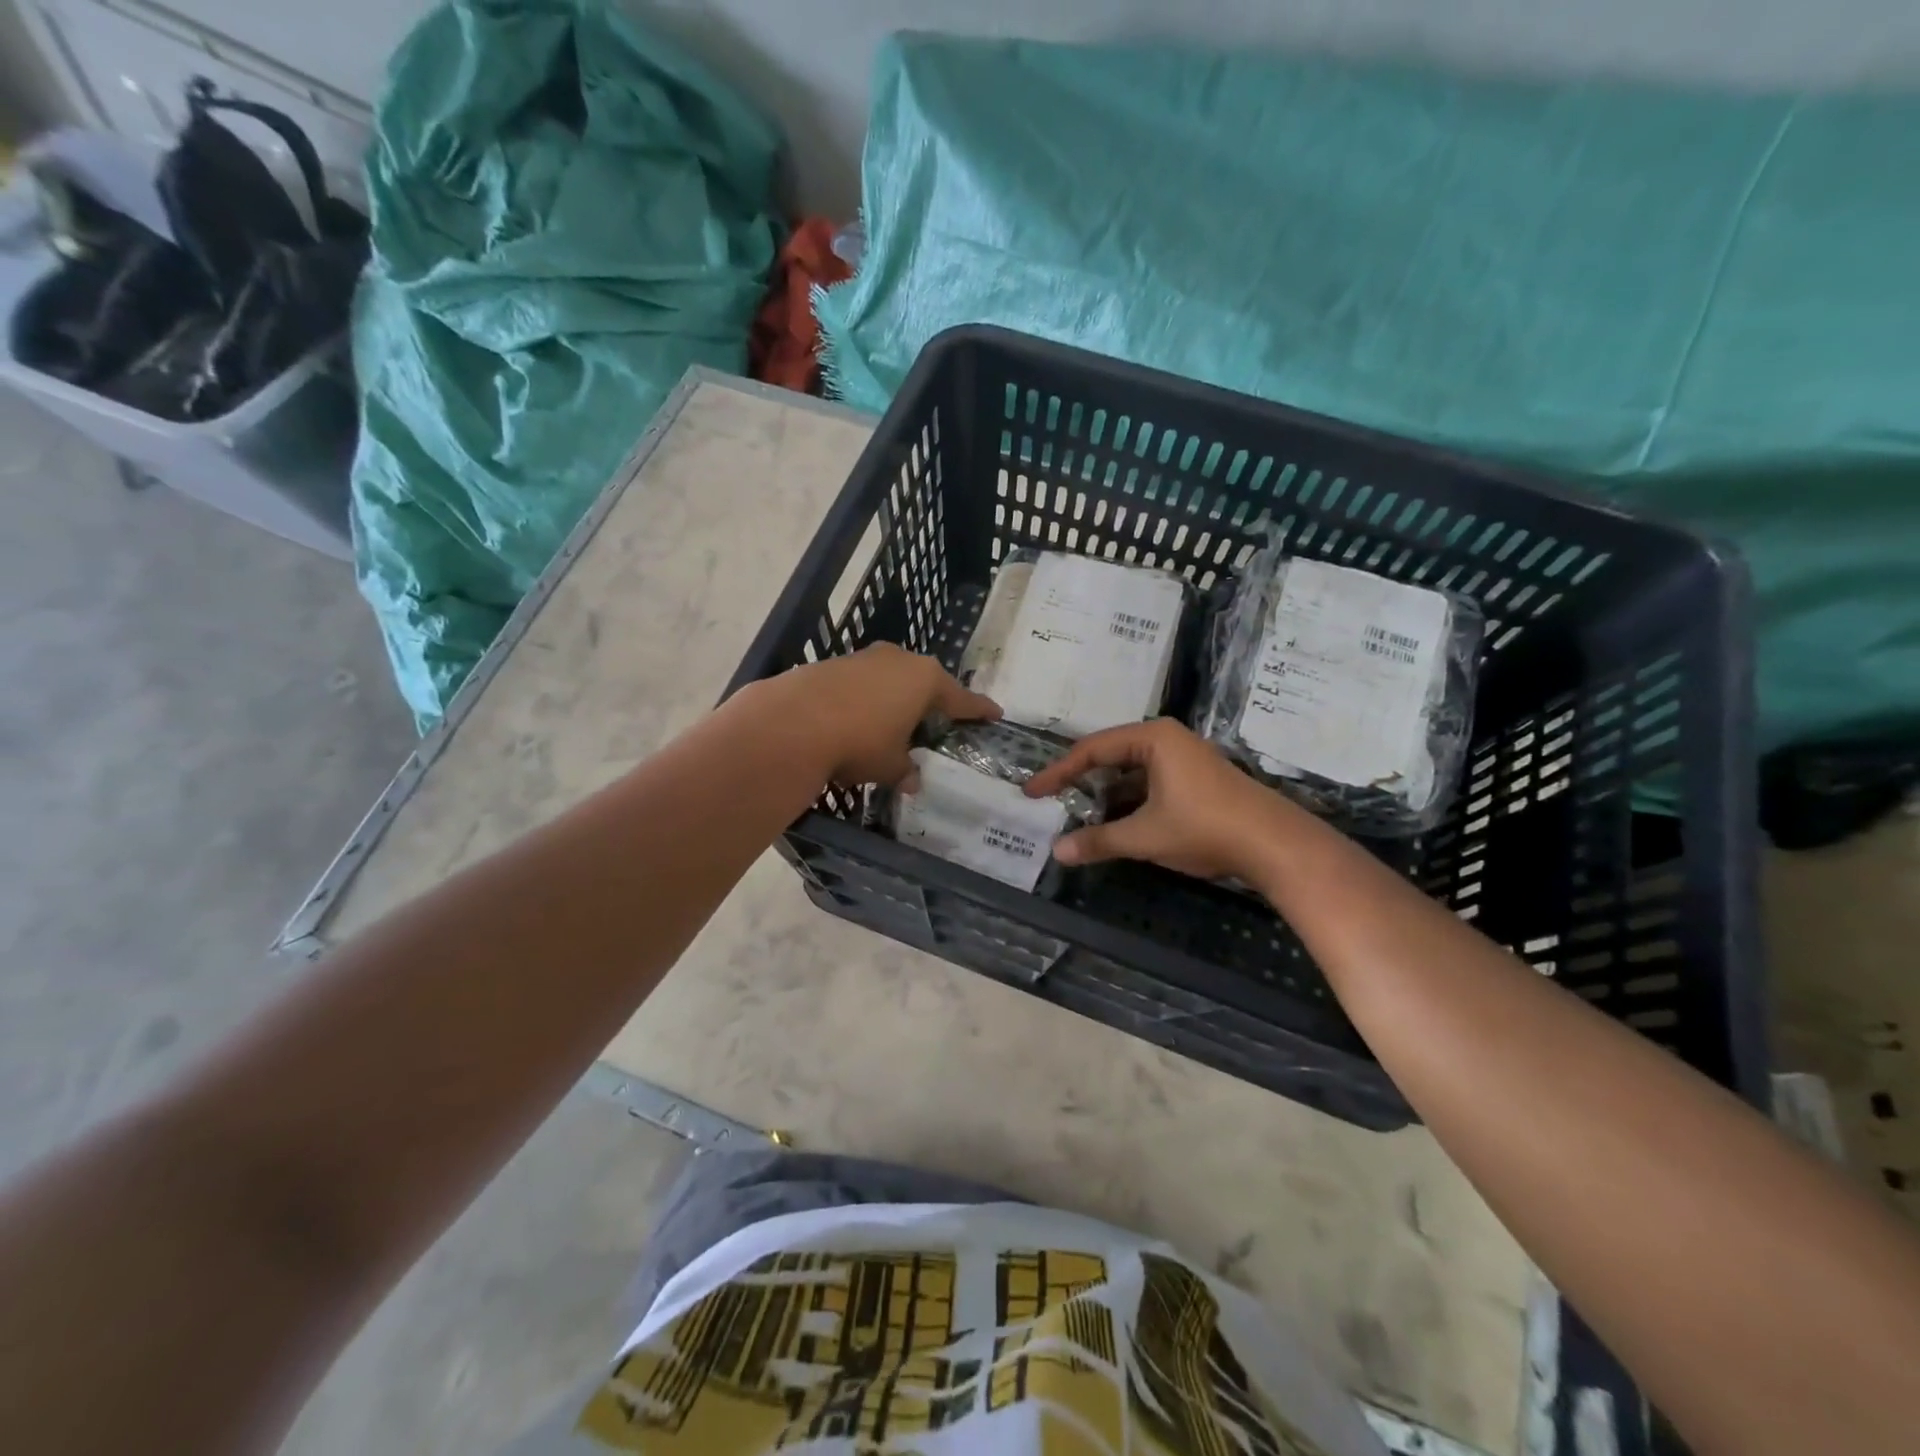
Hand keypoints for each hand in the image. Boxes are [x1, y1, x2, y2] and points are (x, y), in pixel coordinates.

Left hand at [744, 644, 999, 786]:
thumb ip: (905, 770)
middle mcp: (899, 660)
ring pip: (890, 680)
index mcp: (925, 680)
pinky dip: (865, 701)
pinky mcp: (833, 663)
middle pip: (925, 682)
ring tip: (892, 726)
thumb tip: (911, 781)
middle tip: (938, 722)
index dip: (979, 710)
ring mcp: (864, 658)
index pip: (962, 698)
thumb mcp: (890, 765)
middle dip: (931, 702)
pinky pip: (861, 684)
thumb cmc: (860, 742)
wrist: (792, 722)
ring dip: (894, 700)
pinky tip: (856, 722)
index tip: (994, 714)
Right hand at [1024, 718, 1320, 880]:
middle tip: (1052, 801)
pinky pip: (1150, 783)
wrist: (1275, 845)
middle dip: (1081, 782)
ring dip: (1106, 795)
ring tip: (1079, 817)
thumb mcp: (1145, 836)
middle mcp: (1167, 740)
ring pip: (1131, 772)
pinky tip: (1117, 824)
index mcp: (1153, 739)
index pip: (1091, 750)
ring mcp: (1185, 758)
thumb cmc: (1204, 828)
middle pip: (1110, 756)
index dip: (1058, 773)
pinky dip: (1130, 801)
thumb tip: (1057, 852)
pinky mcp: (1197, 779)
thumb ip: (1099, 841)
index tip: (1032, 792)